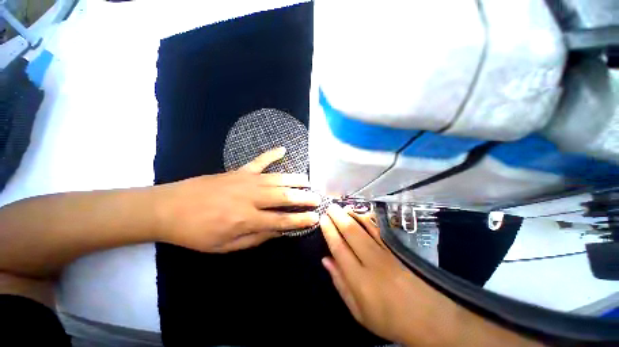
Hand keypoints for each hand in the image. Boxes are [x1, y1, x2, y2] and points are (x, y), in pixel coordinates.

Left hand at [155, 147, 320, 252]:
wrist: (168, 208)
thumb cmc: (196, 232)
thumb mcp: (225, 246)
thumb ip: (255, 238)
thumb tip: (279, 231)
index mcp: (247, 220)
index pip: (282, 220)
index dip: (300, 220)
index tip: (315, 218)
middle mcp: (251, 198)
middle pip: (285, 197)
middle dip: (304, 198)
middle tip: (317, 198)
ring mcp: (246, 180)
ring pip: (278, 179)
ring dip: (295, 180)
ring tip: (308, 182)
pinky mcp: (239, 171)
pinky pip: (260, 160)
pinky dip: (272, 154)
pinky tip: (283, 149)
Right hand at [320, 205, 540, 346]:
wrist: (429, 319)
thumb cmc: (388, 319)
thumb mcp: (358, 312)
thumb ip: (340, 283)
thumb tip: (326, 260)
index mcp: (359, 280)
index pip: (339, 248)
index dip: (329, 231)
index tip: (323, 219)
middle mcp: (372, 262)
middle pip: (351, 233)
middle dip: (338, 217)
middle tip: (330, 207)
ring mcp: (386, 253)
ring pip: (365, 228)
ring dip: (352, 214)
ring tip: (342, 206)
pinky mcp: (397, 249)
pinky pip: (379, 230)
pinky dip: (368, 219)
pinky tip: (361, 213)